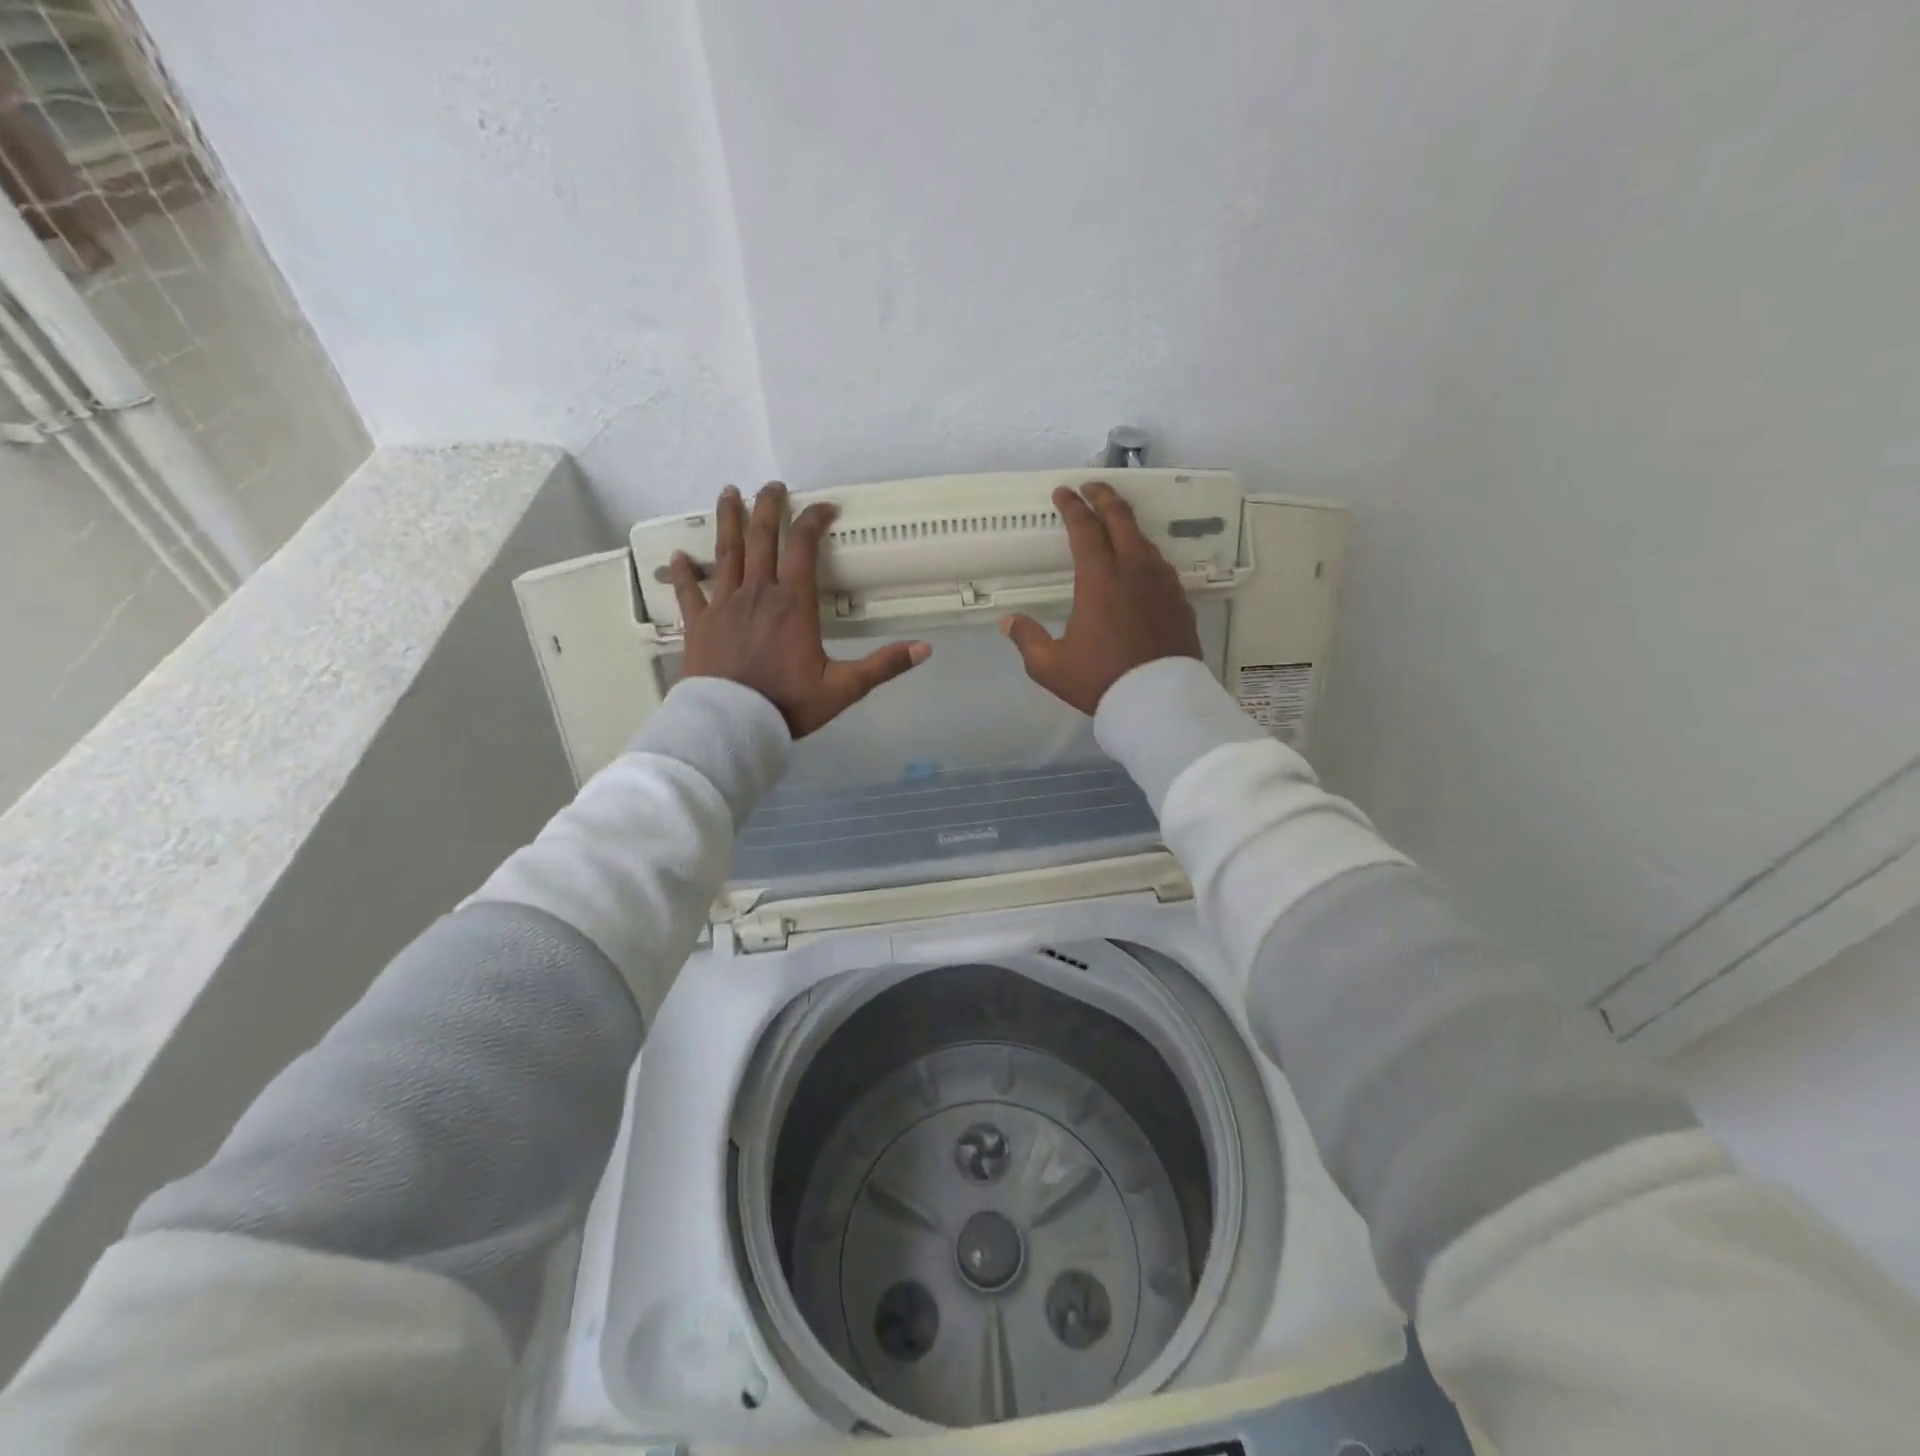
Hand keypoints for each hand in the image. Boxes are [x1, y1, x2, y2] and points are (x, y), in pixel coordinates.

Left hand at [670, 482, 929, 736]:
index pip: (803, 547)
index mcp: (793, 603)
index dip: (814, 520)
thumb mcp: (842, 688)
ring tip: (728, 493)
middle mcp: (757, 592)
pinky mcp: (698, 623)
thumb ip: (882, 665)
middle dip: (767, 507)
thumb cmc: (787, 704)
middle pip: (761, 538)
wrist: (731, 724)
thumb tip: (924, 649)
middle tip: (772, 486)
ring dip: (728, 521)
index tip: (825, 507)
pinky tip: (678, 555)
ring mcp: (723, 604)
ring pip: (726, 553)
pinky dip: (684, 572)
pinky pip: (689, 591)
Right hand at [1000, 481, 1201, 713]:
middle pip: (1121, 518)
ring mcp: (1161, 583)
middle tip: (1092, 486)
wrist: (1158, 701)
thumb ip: (1027, 639)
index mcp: (1099, 578)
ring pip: (1144, 539)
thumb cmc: (1100, 679)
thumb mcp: (1050, 666)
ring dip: (1127, 524)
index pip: (1084, 528)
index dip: (1071, 506)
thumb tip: (1008, 622)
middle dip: (1104, 496)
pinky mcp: (1179, 600)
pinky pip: (1160, 565)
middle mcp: (1133, 569)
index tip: (1062, 492)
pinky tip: (1141, 564)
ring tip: (1115, 524)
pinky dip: (1145, 553)